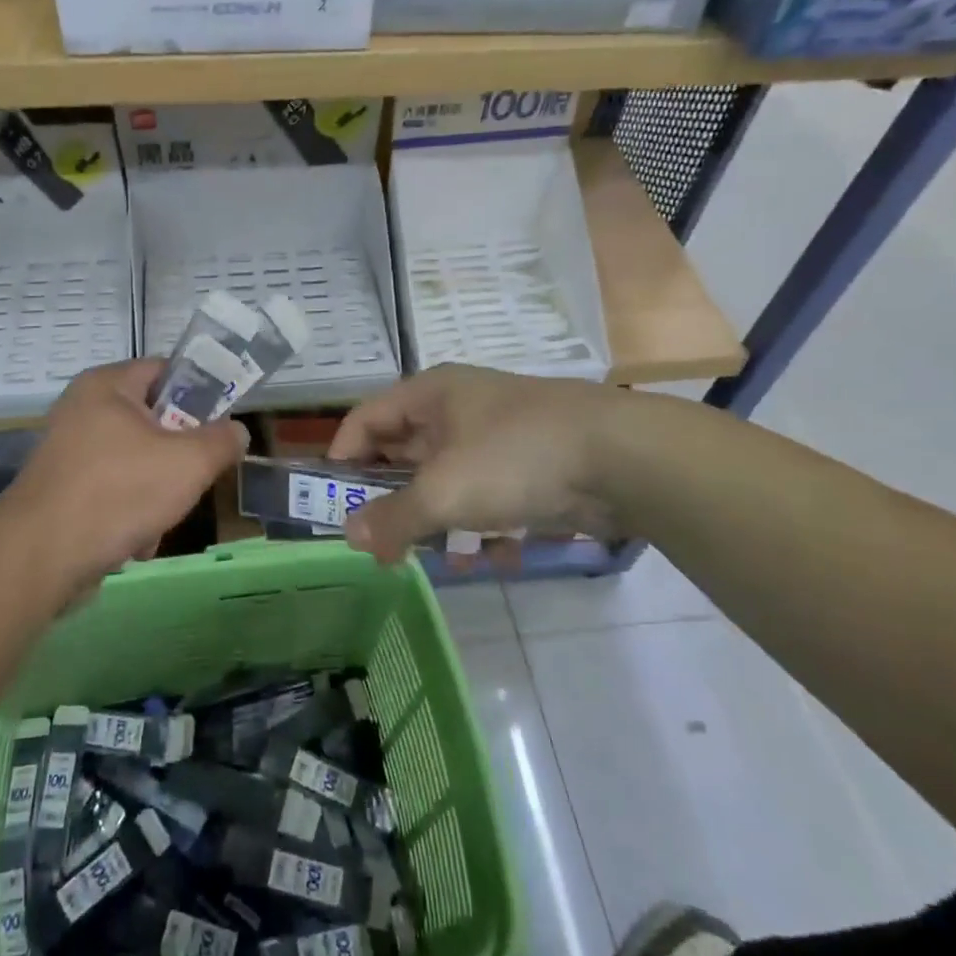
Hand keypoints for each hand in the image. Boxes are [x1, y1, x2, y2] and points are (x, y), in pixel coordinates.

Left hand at [0, 360, 247, 597]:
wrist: (40, 558)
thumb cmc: (118, 493)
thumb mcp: (189, 463)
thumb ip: (221, 441)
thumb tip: (236, 431)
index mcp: (107, 386)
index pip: (166, 370)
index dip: (200, 393)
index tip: (222, 425)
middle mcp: (83, 409)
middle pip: (155, 421)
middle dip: (180, 456)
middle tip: (195, 478)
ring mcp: (69, 451)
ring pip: (137, 462)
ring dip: (158, 493)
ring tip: (160, 521)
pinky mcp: (63, 490)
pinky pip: (113, 490)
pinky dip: (131, 513)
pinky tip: (135, 542)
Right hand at [326, 365, 625, 562]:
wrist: (622, 458)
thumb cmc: (514, 458)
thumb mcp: (443, 492)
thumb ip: (392, 517)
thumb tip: (350, 537)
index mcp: (430, 395)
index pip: (365, 419)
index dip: (343, 458)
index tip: (334, 503)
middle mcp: (458, 409)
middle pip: (405, 455)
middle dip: (394, 502)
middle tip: (382, 545)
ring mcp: (496, 437)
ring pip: (448, 482)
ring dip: (441, 523)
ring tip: (442, 559)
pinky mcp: (530, 466)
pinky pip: (489, 496)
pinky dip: (484, 526)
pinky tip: (494, 556)